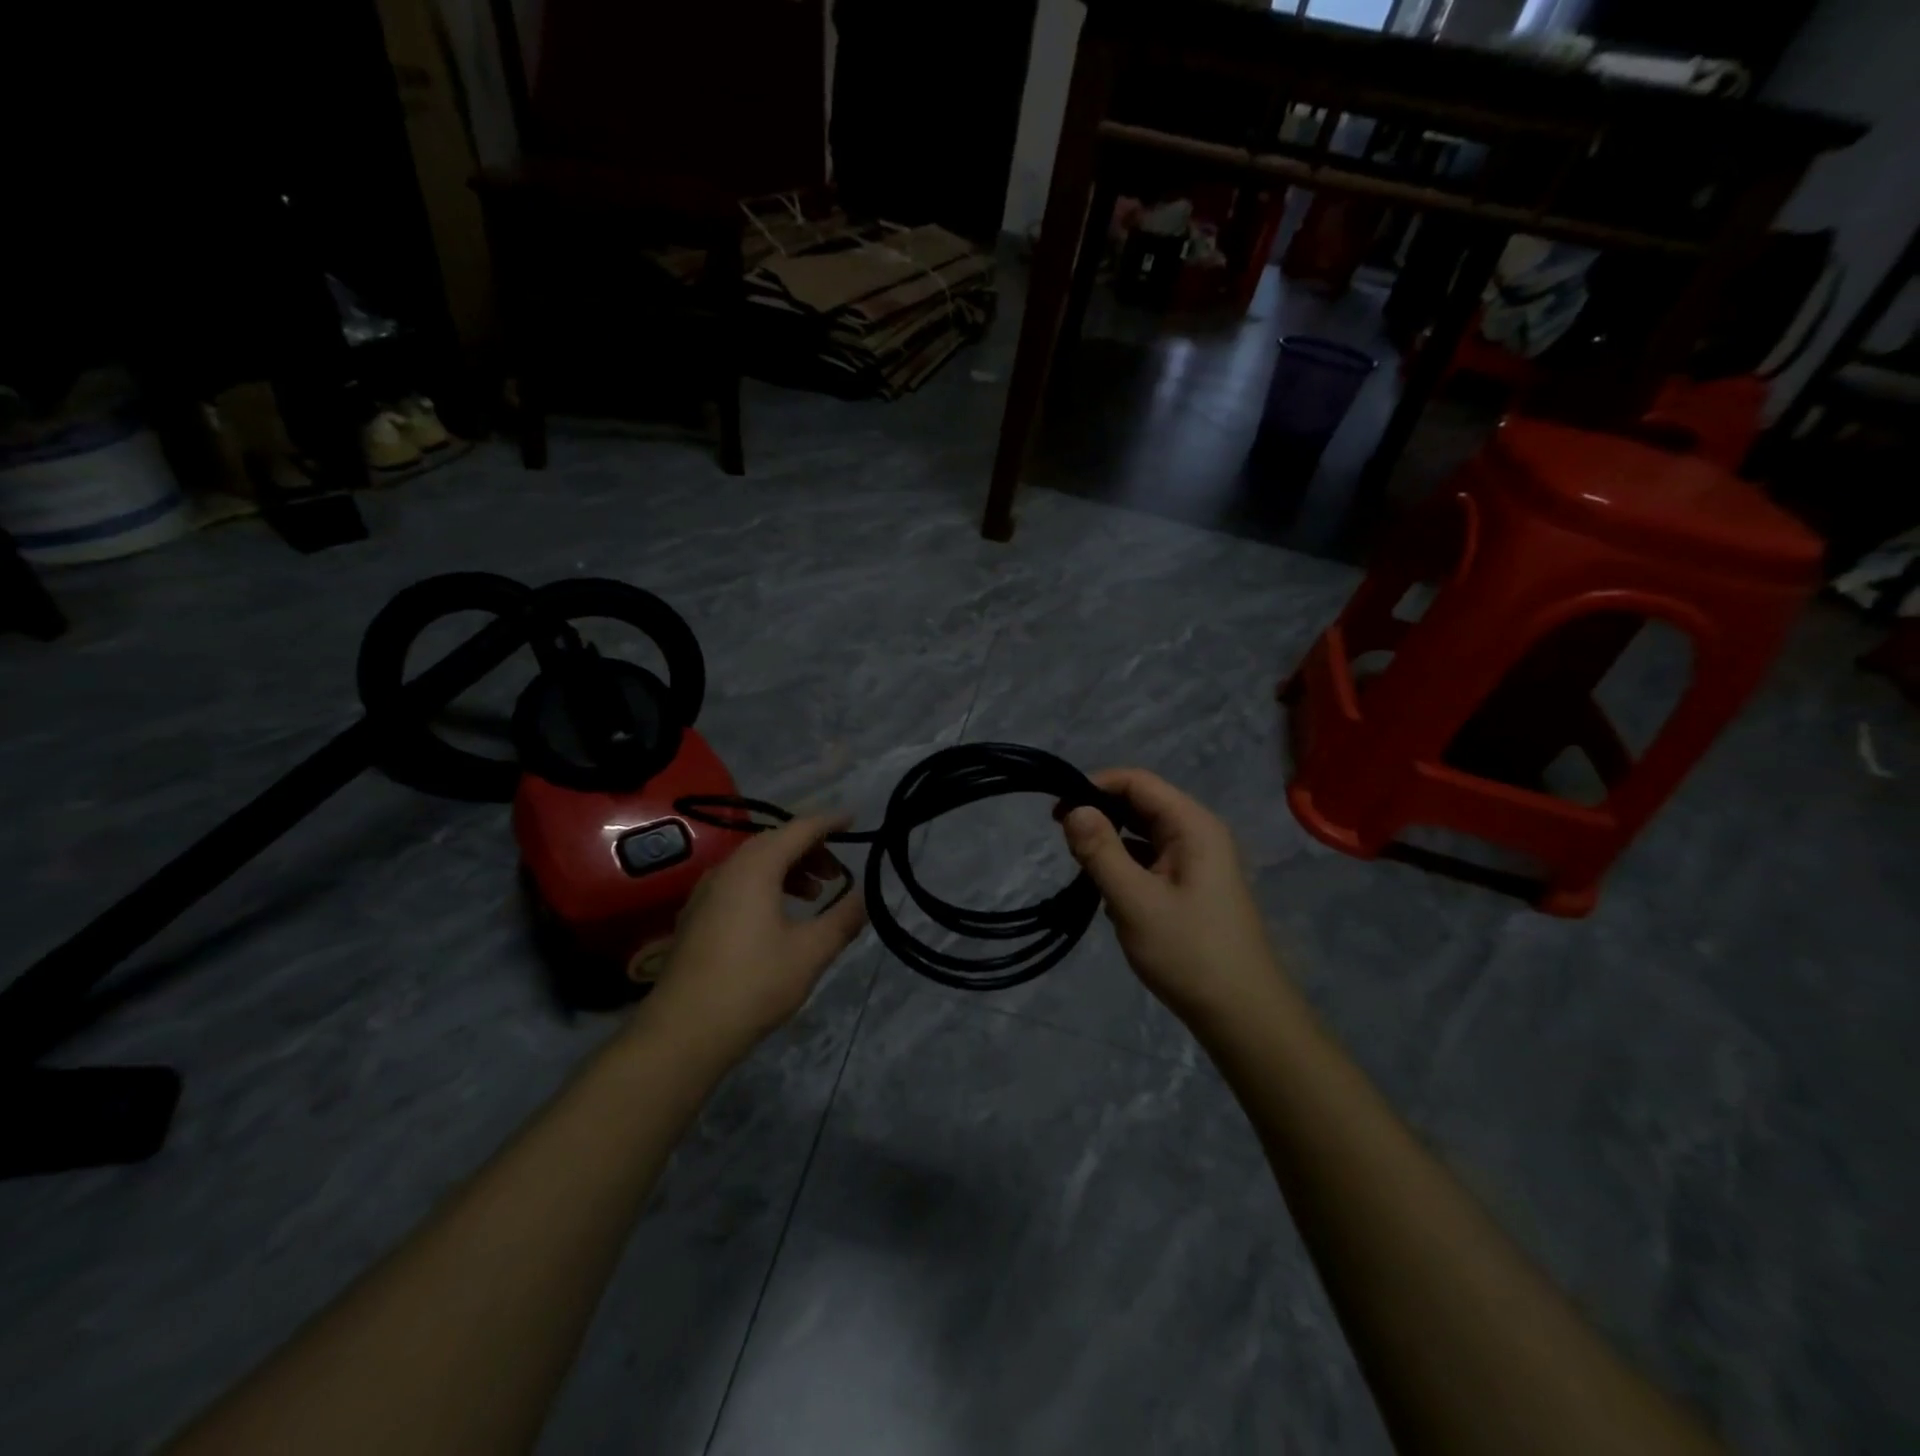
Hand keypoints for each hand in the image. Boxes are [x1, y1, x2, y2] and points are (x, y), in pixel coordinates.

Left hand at [641, 815, 867, 1066]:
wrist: (683, 1031)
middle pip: (775, 842)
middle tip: (838, 873)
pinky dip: (767, 885)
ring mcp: (706, 892)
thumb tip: (864, 897)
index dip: (829, 822)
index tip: (854, 820)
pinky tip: (779, 916)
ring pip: (755, 863)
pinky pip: (739, 882)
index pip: (799, 829)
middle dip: (811, 850)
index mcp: (756, 867)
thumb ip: (843, 919)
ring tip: (815, 895)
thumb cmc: (753, 984)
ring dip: (789, 869)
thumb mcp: (811, 952)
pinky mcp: (697, 916)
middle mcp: (727, 869)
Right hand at [1061, 769, 1286, 1028]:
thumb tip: (1073, 809)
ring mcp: (1197, 862)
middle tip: (1063, 839)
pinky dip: (1125, 866)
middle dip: (1101, 814)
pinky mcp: (1191, 887)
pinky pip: (1151, 860)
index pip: (1138, 782)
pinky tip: (1106, 892)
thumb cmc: (1189, 952)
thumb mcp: (1135, 901)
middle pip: (1141, 804)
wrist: (1242, 1015)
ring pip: (1144, 834)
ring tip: (1081, 866)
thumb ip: (1101, 851)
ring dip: (1111, 842)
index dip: (1095, 785)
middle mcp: (1198, 834)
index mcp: (1193, 826)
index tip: (1058, 810)